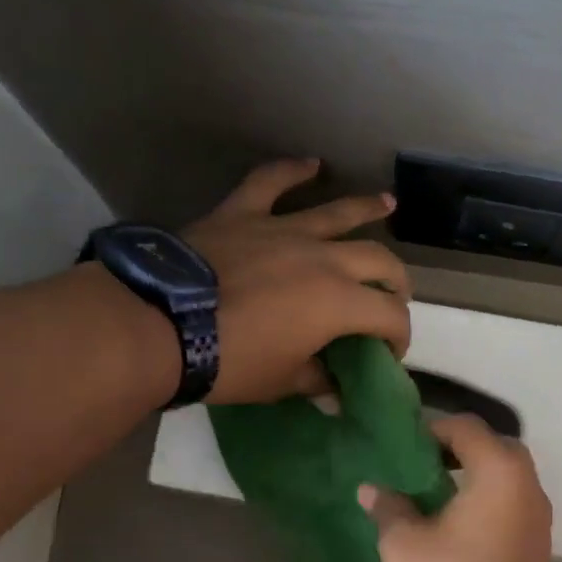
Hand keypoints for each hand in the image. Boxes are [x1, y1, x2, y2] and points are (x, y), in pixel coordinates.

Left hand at [184, 159, 411, 403]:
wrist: (163, 326)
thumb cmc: (231, 362)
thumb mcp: (281, 383)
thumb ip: (316, 382)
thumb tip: (335, 397)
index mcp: (338, 302)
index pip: (389, 315)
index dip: (398, 336)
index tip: (388, 353)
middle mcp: (323, 258)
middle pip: (377, 259)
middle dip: (395, 279)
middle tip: (395, 293)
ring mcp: (282, 230)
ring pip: (337, 213)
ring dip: (367, 209)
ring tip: (387, 204)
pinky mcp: (242, 214)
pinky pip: (271, 183)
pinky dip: (292, 171)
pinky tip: (310, 164)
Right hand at [359, 416, 555, 561]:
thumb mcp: (405, 544)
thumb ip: (389, 508)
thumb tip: (371, 489)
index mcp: (499, 471)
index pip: (467, 427)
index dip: (433, 429)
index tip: (404, 445)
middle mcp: (528, 485)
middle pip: (494, 448)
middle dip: (459, 449)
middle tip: (423, 464)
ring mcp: (539, 516)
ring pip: (507, 478)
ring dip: (475, 476)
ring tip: (436, 493)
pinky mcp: (539, 544)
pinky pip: (512, 504)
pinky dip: (488, 500)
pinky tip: (458, 522)